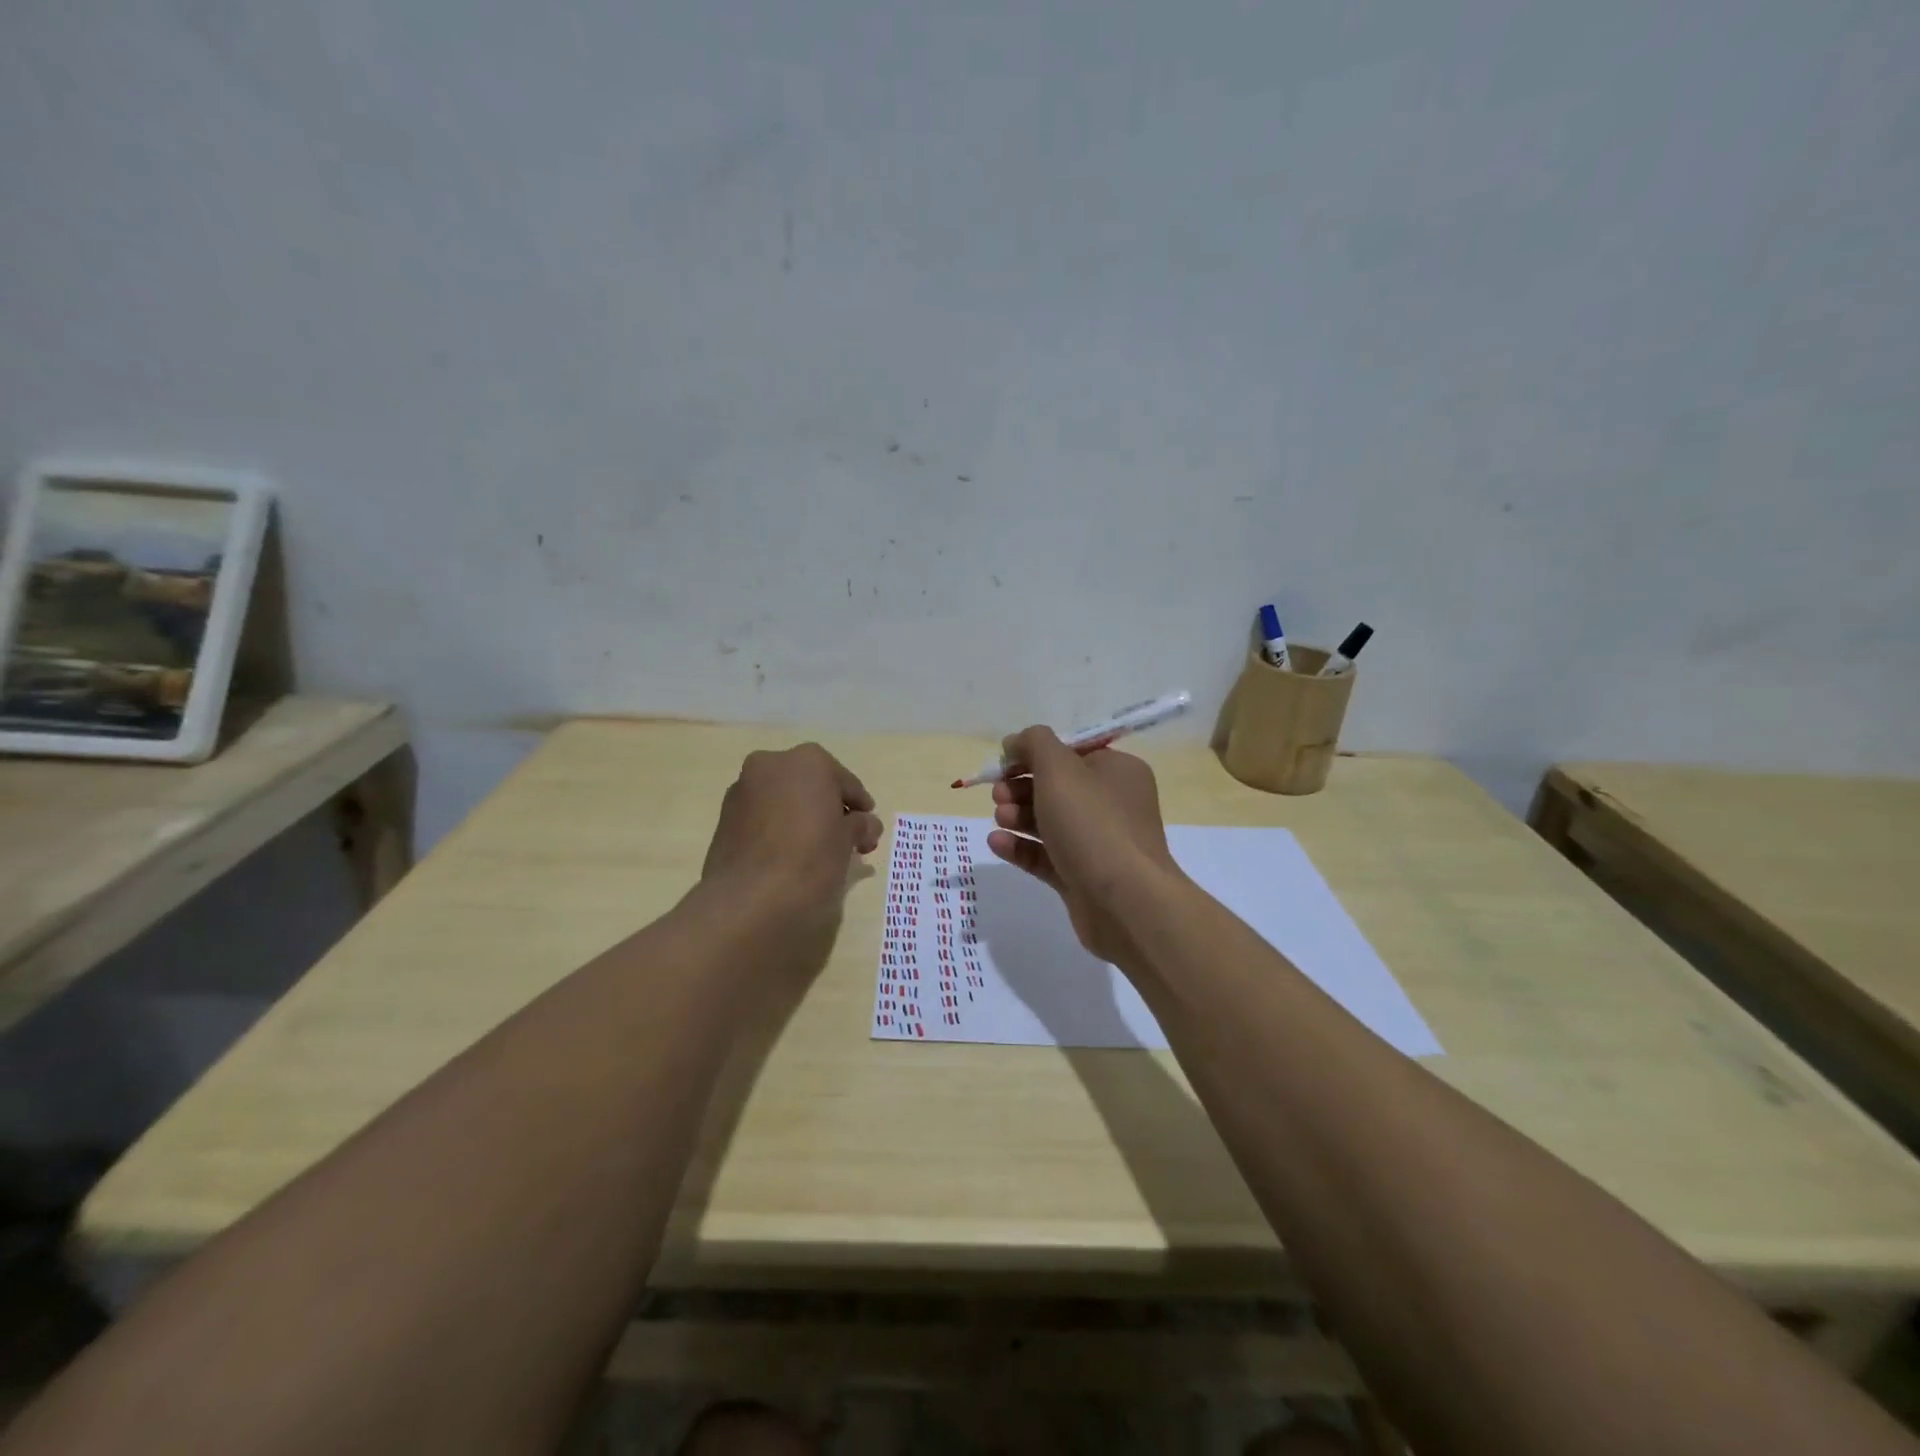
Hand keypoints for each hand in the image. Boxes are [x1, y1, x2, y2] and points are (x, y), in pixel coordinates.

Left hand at [702, 743, 882, 921]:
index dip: (860, 807)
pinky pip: (762, 817)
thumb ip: (860, 825)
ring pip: (784, 799)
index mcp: (808, 761)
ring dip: (802, 817)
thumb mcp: (848, 841)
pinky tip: (789, 855)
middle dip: (829, 808)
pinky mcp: (724, 818)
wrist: (748, 899)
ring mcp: (742, 789)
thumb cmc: (810, 859)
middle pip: (811, 785)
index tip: (869, 829)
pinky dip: (778, 829)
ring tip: (817, 850)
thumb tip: (866, 824)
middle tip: (846, 839)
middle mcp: (771, 764)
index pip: (845, 783)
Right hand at [985, 726, 1181, 963]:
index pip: (1071, 752)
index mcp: (1117, 771)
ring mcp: (1098, 843)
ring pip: (1050, 822)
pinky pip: (1047, 856)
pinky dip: (1021, 847)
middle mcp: (1112, 804)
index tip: (1004, 761)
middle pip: (1058, 787)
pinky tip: (997, 843)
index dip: (1035, 753)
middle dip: (1022, 787)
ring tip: (999, 818)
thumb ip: (1034, 743)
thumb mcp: (1059, 768)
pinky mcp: (1082, 877)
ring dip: (1018, 816)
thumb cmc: (1092, 823)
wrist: (1124, 901)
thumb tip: (1016, 742)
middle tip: (998, 794)